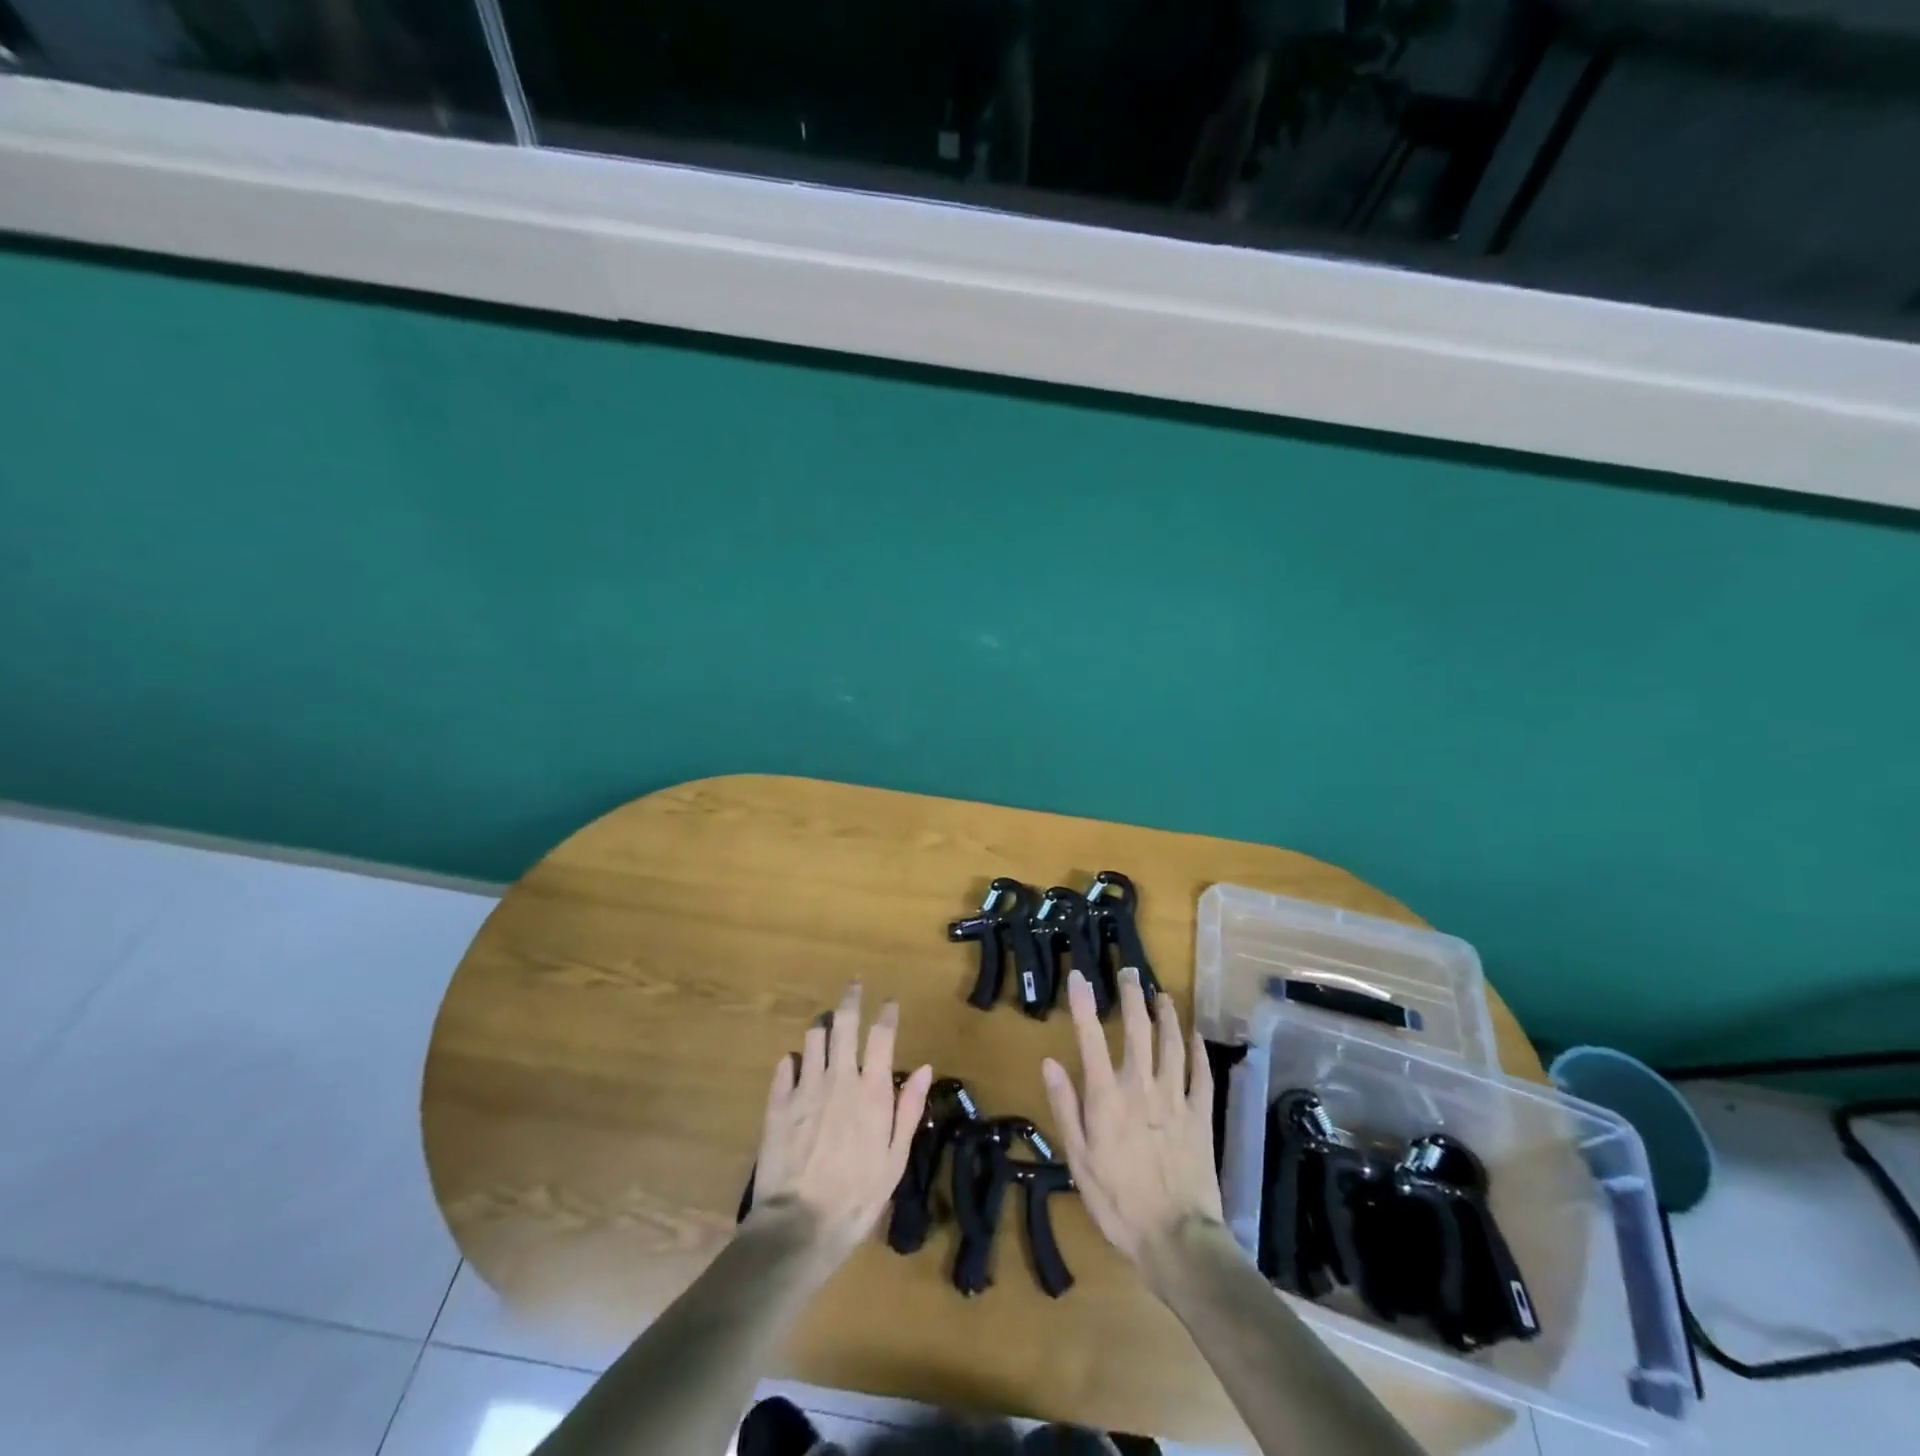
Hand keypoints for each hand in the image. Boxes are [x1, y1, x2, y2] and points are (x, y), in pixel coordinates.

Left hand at [748, 983, 932, 1261]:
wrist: (798, 1227)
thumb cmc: (857, 1198)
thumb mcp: (895, 1159)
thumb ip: (909, 1108)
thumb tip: (925, 1067)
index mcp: (872, 1091)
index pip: (882, 1035)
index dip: (887, 1012)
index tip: (890, 1002)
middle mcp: (839, 1078)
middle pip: (843, 1022)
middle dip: (850, 999)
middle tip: (854, 986)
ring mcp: (805, 1087)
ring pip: (812, 1038)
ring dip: (822, 1028)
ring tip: (826, 1028)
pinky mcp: (777, 1102)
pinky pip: (784, 1066)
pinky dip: (793, 1061)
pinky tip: (796, 1067)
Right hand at [1041, 966, 1223, 1273]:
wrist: (1176, 1239)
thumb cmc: (1118, 1202)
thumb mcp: (1079, 1160)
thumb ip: (1066, 1108)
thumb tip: (1049, 1062)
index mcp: (1107, 1097)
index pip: (1091, 1038)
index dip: (1083, 1004)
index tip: (1079, 976)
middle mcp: (1141, 1086)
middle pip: (1138, 1030)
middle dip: (1132, 997)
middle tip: (1130, 972)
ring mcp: (1175, 1098)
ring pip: (1173, 1044)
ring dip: (1167, 1016)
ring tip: (1162, 995)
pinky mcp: (1201, 1116)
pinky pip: (1202, 1074)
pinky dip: (1199, 1051)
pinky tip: (1196, 1035)